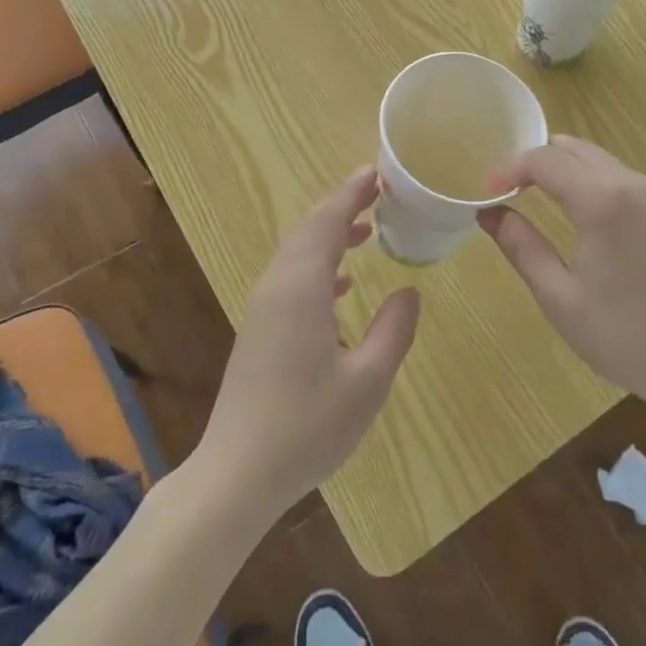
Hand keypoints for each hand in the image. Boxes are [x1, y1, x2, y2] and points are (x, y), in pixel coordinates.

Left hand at [195, 167, 420, 512]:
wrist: (237, 473)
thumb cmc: (308, 426)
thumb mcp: (368, 381)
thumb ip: (393, 330)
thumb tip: (408, 291)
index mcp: (301, 288)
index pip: (327, 222)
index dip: (352, 193)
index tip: (377, 172)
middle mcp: (276, 287)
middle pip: (308, 230)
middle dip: (342, 206)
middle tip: (378, 192)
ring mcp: (262, 309)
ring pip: (297, 253)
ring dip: (330, 234)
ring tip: (367, 230)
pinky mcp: (258, 331)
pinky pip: (291, 278)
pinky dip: (318, 266)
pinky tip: (341, 286)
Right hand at [478, 136, 645, 410]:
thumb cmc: (622, 335)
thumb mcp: (559, 295)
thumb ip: (521, 246)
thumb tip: (488, 212)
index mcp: (601, 201)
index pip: (544, 160)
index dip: (509, 169)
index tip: (486, 193)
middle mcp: (630, 184)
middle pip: (572, 148)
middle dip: (534, 162)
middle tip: (507, 192)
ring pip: (596, 158)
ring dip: (562, 168)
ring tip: (534, 199)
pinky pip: (616, 176)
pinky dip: (587, 179)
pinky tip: (575, 213)